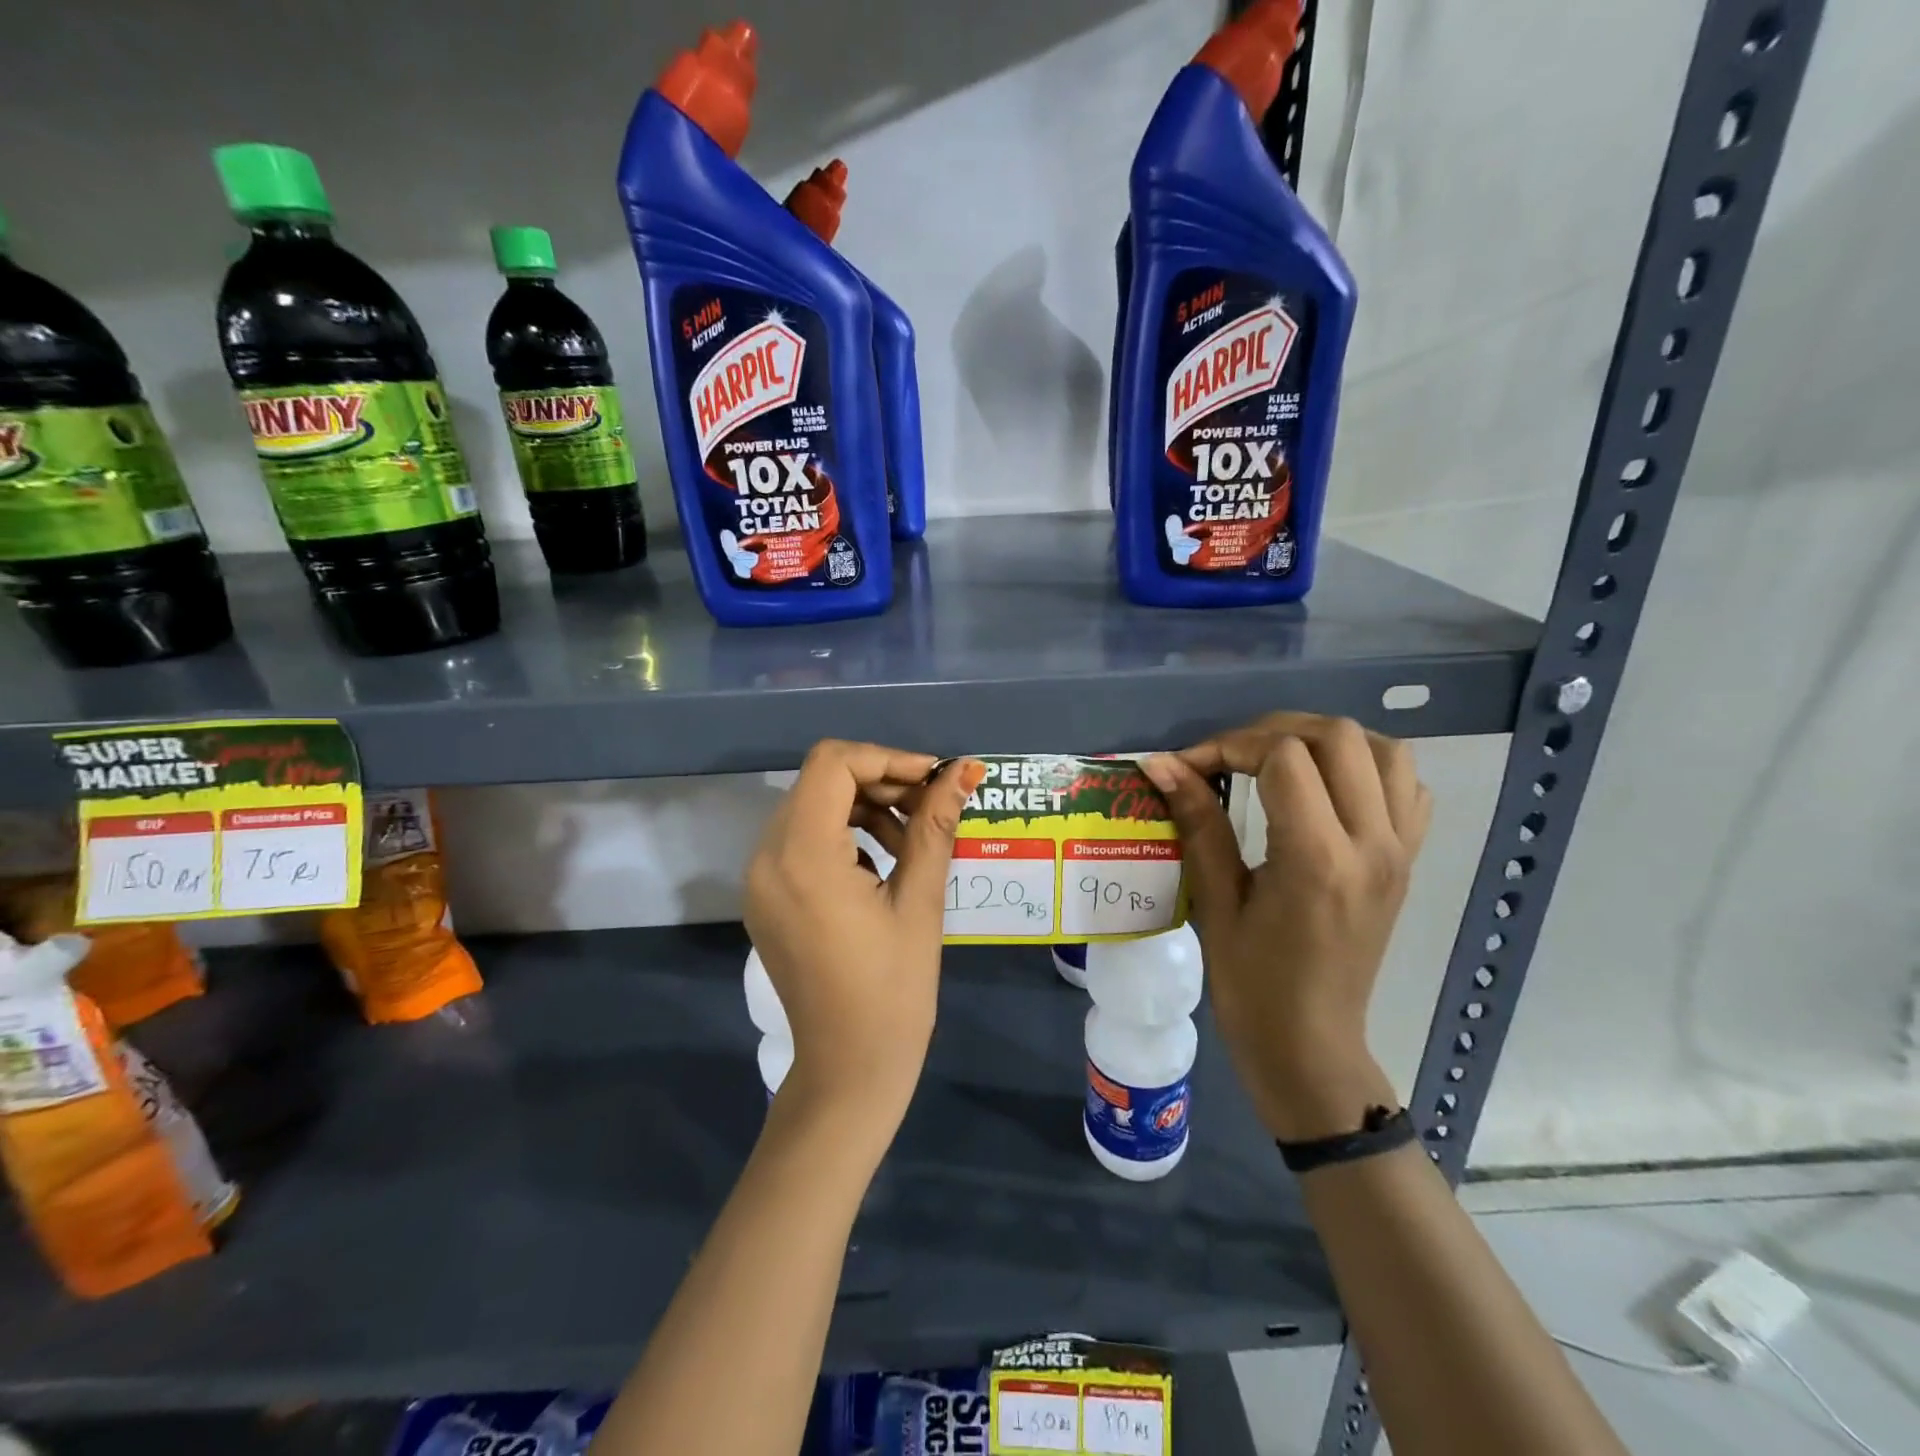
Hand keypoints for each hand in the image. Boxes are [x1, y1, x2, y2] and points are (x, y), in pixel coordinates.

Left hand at [744, 742, 984, 1147]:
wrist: (847, 1070)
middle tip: (931, 806)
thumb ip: (935, 826)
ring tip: (910, 838)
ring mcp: (759, 879)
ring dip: (862, 806)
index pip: (833, 764)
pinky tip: (879, 863)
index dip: (887, 759)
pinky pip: (800, 838)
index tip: (933, 780)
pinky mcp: (764, 896)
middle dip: (879, 781)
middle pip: (820, 781)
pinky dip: (841, 834)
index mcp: (802, 857)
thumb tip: (964, 771)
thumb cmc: (893, 991)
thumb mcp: (920, 902)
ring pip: (810, 806)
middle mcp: (766, 858)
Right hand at [1142, 714, 1430, 1140]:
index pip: (1284, 757)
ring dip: (1326, 741)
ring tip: (1278, 760)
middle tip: (1228, 756)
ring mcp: (1401, 851)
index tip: (1190, 767)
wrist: (1310, 1043)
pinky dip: (1368, 767)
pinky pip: (1407, 787)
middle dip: (1272, 731)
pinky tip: (1327, 787)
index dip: (1228, 746)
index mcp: (1318, 859)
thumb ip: (1197, 822)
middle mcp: (1372, 844)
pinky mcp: (1409, 860)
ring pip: (1385, 750)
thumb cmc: (1251, 983)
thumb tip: (1161, 764)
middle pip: (1338, 738)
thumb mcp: (1215, 901)